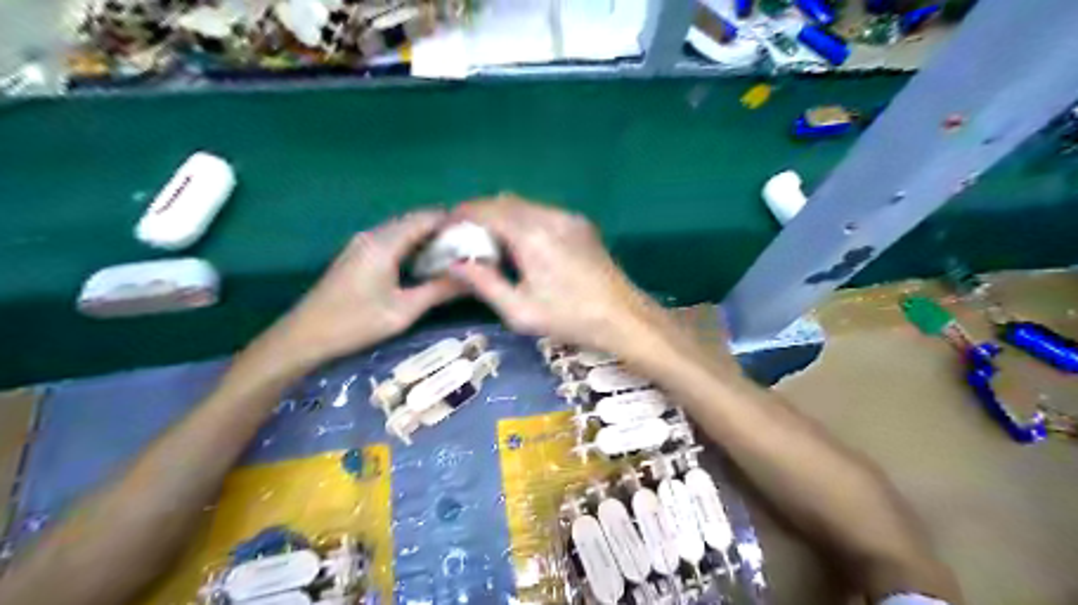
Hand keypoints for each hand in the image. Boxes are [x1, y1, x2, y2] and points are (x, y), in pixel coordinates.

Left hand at [264, 211, 462, 366]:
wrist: (304, 336)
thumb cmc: (355, 323)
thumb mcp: (404, 311)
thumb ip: (439, 291)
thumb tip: (472, 279)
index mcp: (384, 243)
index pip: (426, 218)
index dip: (454, 222)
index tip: (478, 236)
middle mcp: (373, 235)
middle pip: (415, 221)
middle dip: (444, 230)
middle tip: (471, 248)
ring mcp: (363, 243)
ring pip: (404, 230)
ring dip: (429, 238)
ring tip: (456, 256)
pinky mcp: (358, 254)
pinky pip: (393, 240)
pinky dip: (414, 246)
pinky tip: (427, 264)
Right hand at [447, 194, 672, 355]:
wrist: (623, 316)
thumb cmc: (570, 318)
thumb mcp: (520, 311)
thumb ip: (484, 283)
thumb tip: (455, 264)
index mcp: (531, 235)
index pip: (486, 211)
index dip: (460, 215)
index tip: (444, 228)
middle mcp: (549, 216)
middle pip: (503, 202)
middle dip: (479, 214)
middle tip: (463, 237)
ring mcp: (568, 217)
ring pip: (523, 204)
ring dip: (501, 216)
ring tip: (489, 241)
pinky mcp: (580, 223)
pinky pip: (542, 212)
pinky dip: (522, 220)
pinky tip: (520, 244)